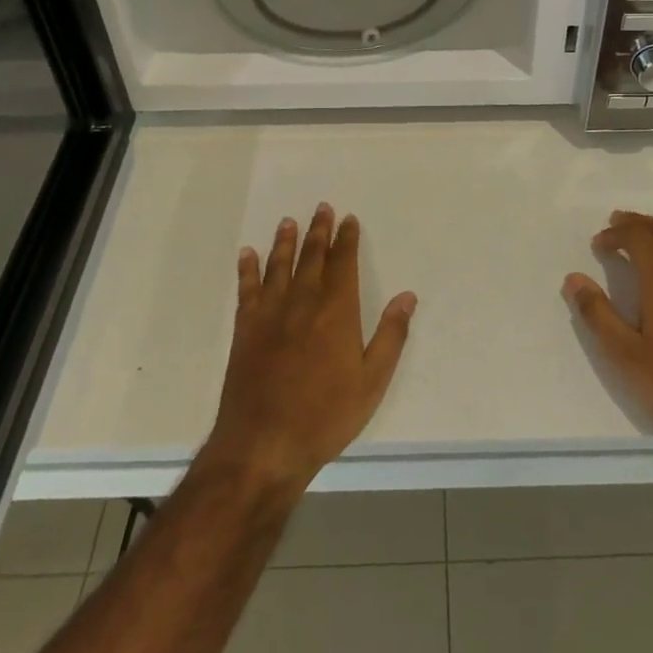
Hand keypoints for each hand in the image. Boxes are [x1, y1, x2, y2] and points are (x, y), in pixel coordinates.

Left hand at [205, 204, 416, 496]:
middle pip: (312, 256)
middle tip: (322, 207)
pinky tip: (247, 254)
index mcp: (337, 311)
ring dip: (285, 242)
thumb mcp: (372, 382)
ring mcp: (270, 314)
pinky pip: (246, 290)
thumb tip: (407, 296)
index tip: (349, 219)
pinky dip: (247, 270)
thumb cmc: (325, 416)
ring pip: (279, 266)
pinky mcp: (245, 330)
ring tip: (288, 222)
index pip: (344, 263)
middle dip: (319, 231)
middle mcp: (303, 301)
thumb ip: (391, 336)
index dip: (347, 239)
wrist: (263, 445)